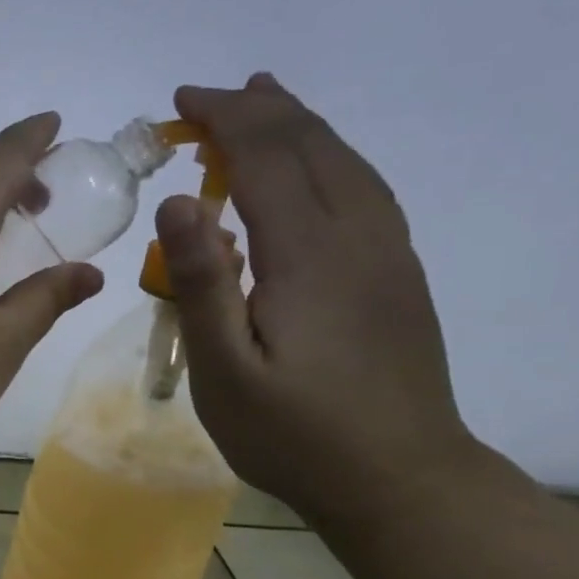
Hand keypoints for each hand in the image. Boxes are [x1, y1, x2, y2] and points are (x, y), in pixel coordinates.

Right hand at [155, 74, 480, 526]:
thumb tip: (178, 199)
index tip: (183, 102)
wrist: (400, 480)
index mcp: (310, 254)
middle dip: (260, 111)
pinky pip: (364, 190)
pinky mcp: (398, 276)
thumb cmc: (294, 434)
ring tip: (267, 102)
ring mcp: (388, 254)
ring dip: (300, 126)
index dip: (226, 120)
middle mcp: (358, 236)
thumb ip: (202, 283)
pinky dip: (330, 158)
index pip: (267, 157)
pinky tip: (316, 169)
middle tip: (211, 98)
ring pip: (346, 163)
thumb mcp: (225, 370)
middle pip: (312, 147)